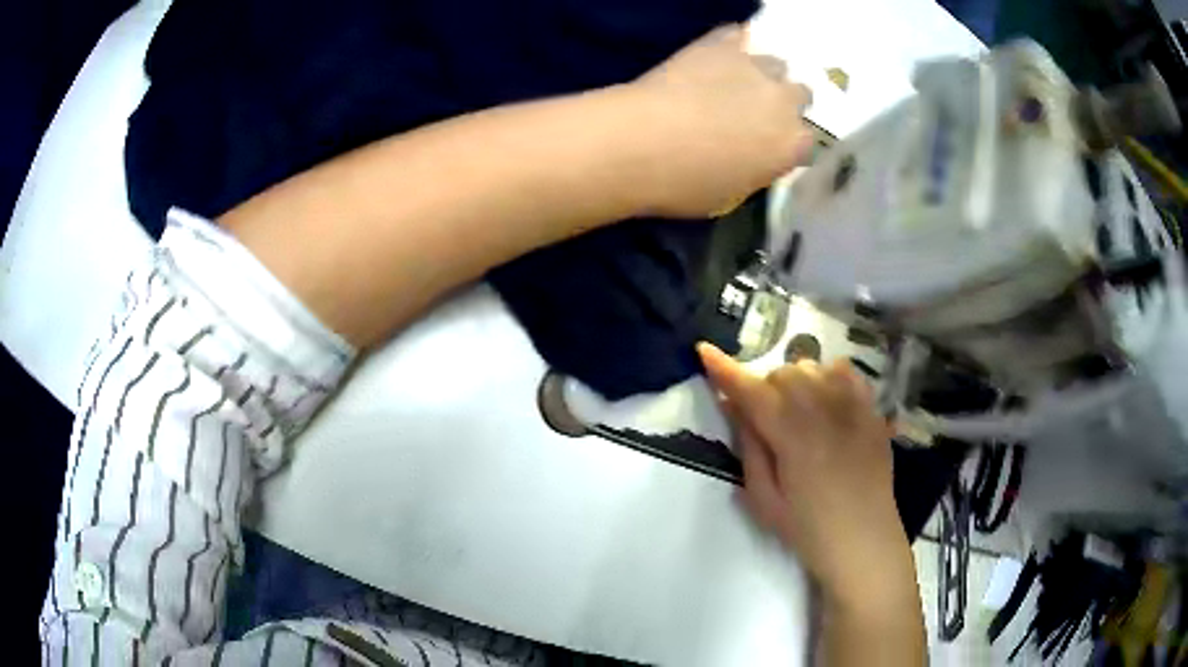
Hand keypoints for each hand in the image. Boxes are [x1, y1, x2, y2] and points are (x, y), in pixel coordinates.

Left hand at [627, 25, 813, 217]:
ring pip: (775, 64)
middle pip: (800, 95)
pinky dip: (733, 45)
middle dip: (782, 104)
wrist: (640, 143)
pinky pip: (739, 36)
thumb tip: (753, 157)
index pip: (806, 141)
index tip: (769, 147)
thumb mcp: (731, 193)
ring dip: (761, 74)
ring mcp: (755, 67)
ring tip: (734, 83)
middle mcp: (785, 102)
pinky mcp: (722, 44)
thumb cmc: (683, 184)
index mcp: (792, 145)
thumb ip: (755, 169)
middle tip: (754, 114)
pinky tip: (718, 55)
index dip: (787, 142)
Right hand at [697, 343, 913, 605]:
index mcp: (791, 433)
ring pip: (811, 367)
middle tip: (763, 420)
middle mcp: (822, 407)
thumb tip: (734, 406)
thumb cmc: (807, 528)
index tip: (704, 350)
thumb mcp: (763, 499)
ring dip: (794, 382)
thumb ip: (749, 447)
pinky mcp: (871, 409)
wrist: (864, 540)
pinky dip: (826, 376)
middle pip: (781, 373)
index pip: (750, 390)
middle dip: (763, 388)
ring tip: (795, 413)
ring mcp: (851, 405)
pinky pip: (844, 371)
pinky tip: (825, 400)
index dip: (724, 369)